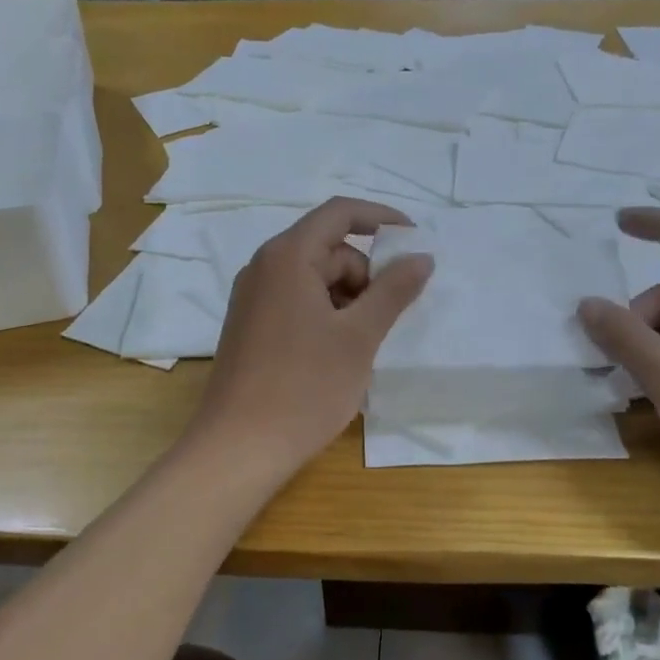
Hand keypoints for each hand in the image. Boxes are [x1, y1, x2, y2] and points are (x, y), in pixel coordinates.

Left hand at [191, 197, 433, 482]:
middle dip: (365, 275)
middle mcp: (264, 267)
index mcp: (287, 256)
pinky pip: (296, 301)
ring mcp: (252, 298)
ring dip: (347, 300)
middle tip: (383, 321)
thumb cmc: (305, 387)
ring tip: (359, 347)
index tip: (415, 241)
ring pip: (314, 279)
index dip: (382, 218)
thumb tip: (421, 257)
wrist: (239, 447)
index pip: (340, 213)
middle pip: (328, 249)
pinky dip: (325, 315)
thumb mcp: (359, 336)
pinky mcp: (249, 325)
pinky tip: (335, 355)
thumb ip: (394, 290)